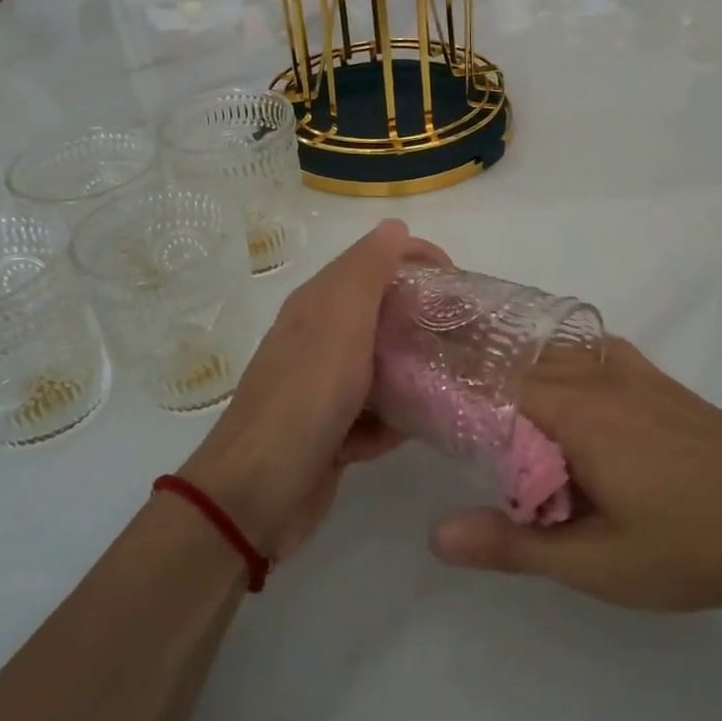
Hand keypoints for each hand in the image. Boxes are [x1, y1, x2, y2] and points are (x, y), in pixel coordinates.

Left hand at [178, 219, 445, 559]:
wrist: (256, 494)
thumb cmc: (305, 399)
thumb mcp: (340, 324)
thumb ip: (367, 272)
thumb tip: (395, 226)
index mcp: (320, 303)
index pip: (376, 261)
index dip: (418, 261)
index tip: (459, 283)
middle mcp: (322, 337)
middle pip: (385, 315)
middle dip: (423, 324)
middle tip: (465, 337)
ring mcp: (326, 385)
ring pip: (385, 366)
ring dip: (412, 378)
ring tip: (447, 388)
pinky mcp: (333, 428)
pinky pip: (377, 412)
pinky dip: (390, 422)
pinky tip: (401, 435)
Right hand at [431, 338, 721, 611]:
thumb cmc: (696, 543)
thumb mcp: (600, 562)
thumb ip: (515, 545)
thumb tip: (436, 534)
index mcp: (576, 410)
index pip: (490, 375)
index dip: (444, 374)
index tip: (403, 381)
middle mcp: (598, 375)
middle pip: (517, 351)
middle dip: (469, 359)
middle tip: (425, 379)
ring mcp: (632, 372)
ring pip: (553, 348)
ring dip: (509, 354)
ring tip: (471, 371)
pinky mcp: (657, 383)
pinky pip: (587, 352)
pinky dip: (551, 356)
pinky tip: (549, 381)